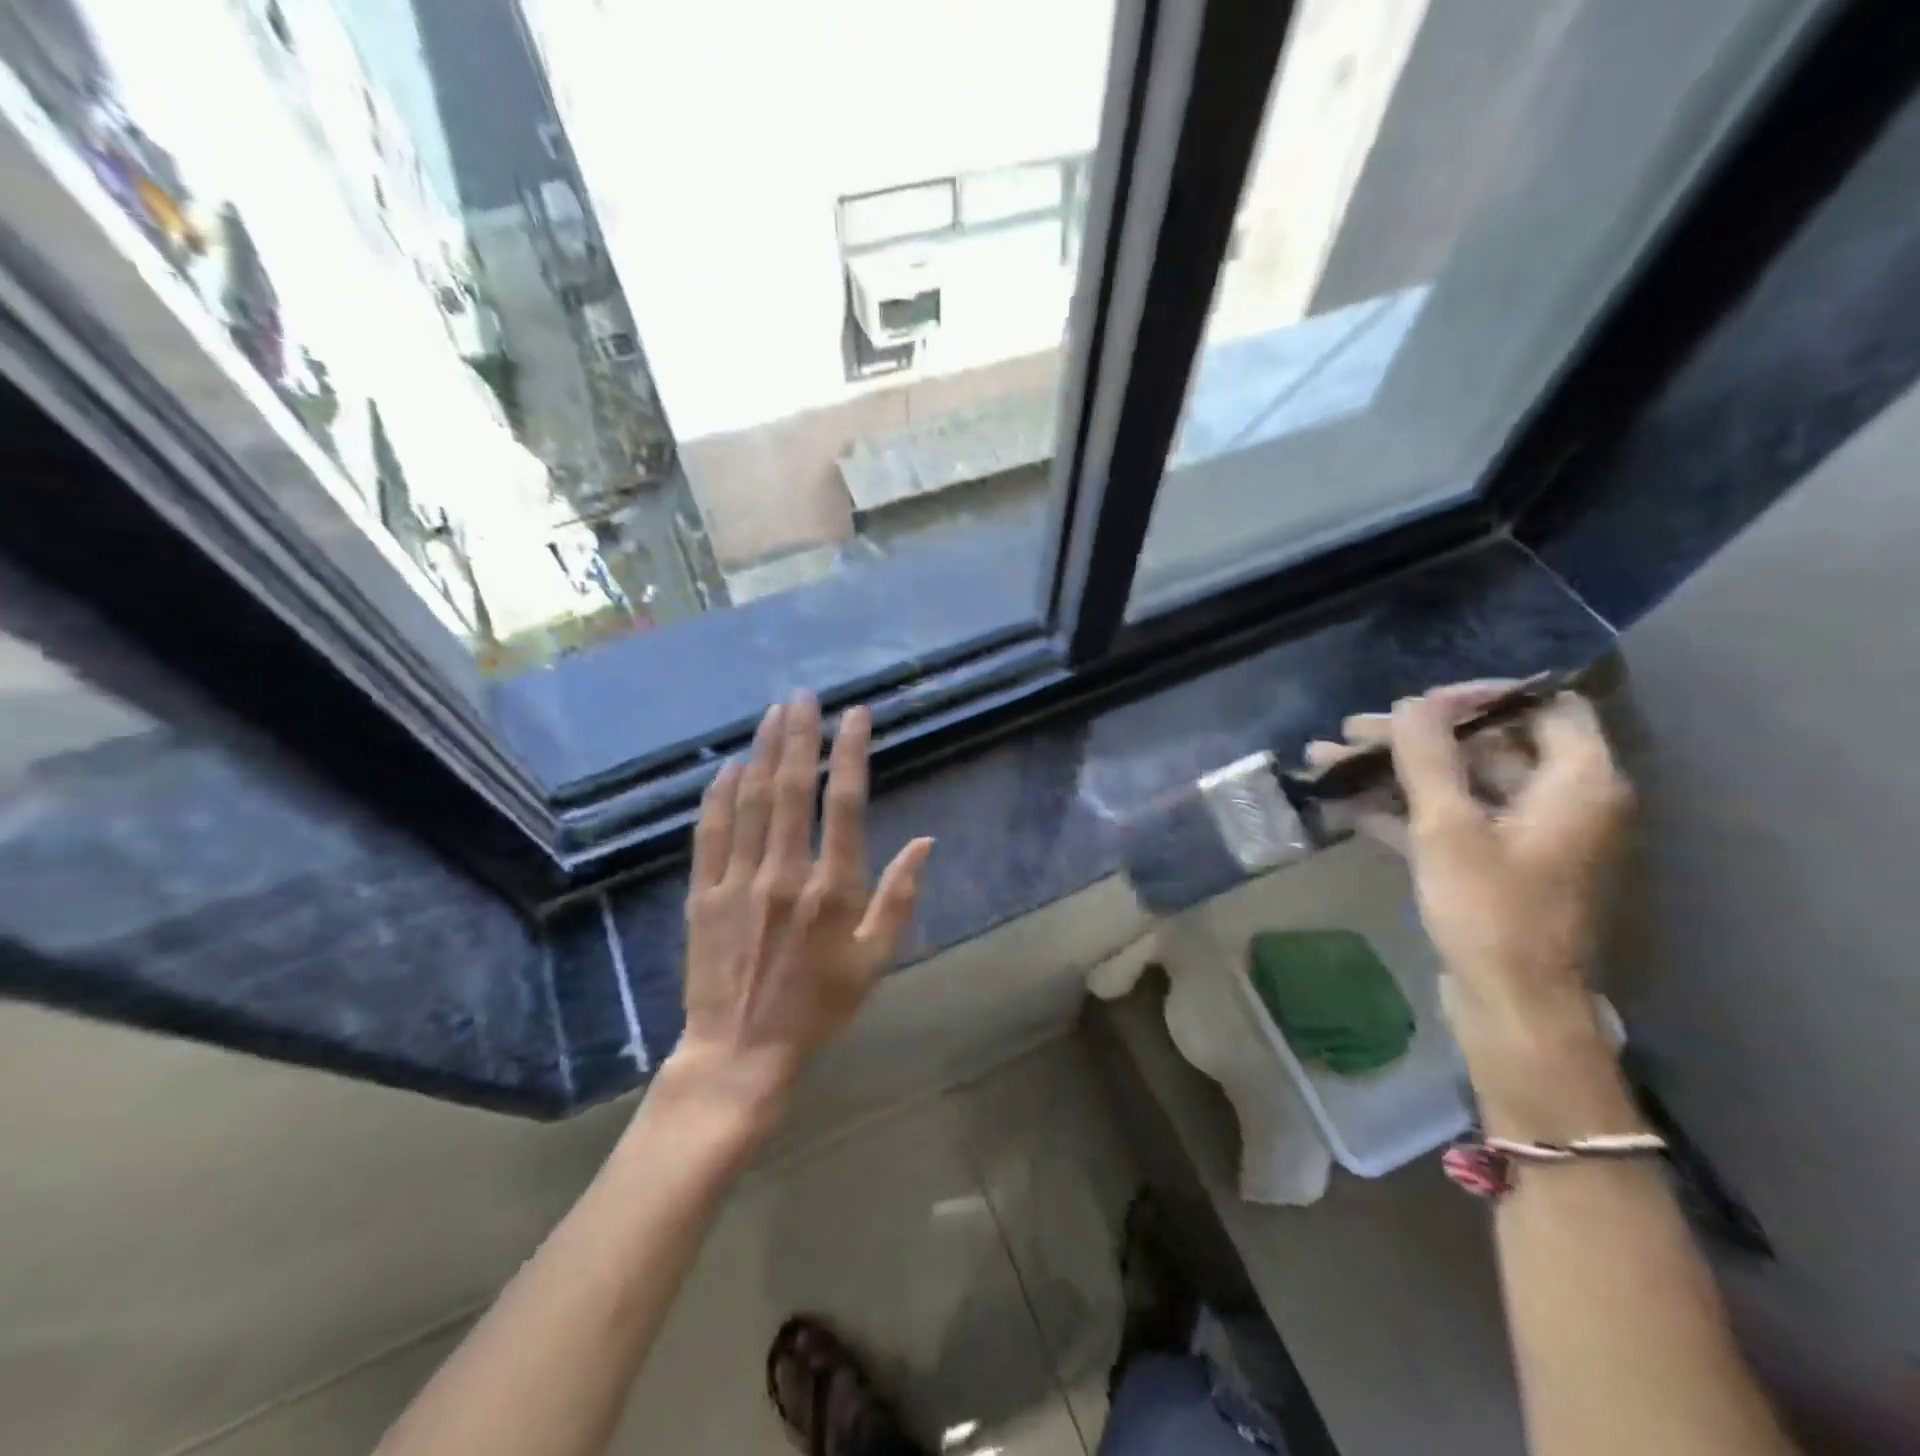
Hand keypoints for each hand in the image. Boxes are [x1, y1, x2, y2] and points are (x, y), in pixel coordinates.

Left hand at [662, 693, 932, 1132]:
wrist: (741, 1052)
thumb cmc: (819, 1007)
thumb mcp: (875, 961)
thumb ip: (900, 898)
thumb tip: (925, 842)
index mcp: (832, 889)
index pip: (845, 804)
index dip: (850, 753)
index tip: (856, 716)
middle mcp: (784, 874)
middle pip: (792, 789)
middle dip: (800, 735)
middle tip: (804, 696)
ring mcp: (738, 881)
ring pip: (751, 801)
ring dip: (763, 752)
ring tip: (772, 713)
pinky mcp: (704, 894)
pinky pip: (710, 833)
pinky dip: (719, 794)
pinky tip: (728, 766)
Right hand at [1310, 682, 1638, 1137]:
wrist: (1511, 1007)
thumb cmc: (1491, 911)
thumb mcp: (1449, 826)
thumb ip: (1428, 757)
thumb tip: (1412, 702)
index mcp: (1578, 782)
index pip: (1543, 707)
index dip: (1481, 697)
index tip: (1419, 703)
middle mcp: (1561, 801)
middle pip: (1486, 745)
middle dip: (1413, 737)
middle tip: (1350, 731)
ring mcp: (1525, 836)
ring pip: (1458, 784)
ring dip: (1395, 772)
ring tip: (1327, 762)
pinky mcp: (1495, 865)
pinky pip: (1449, 821)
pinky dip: (1402, 810)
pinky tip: (1345, 805)